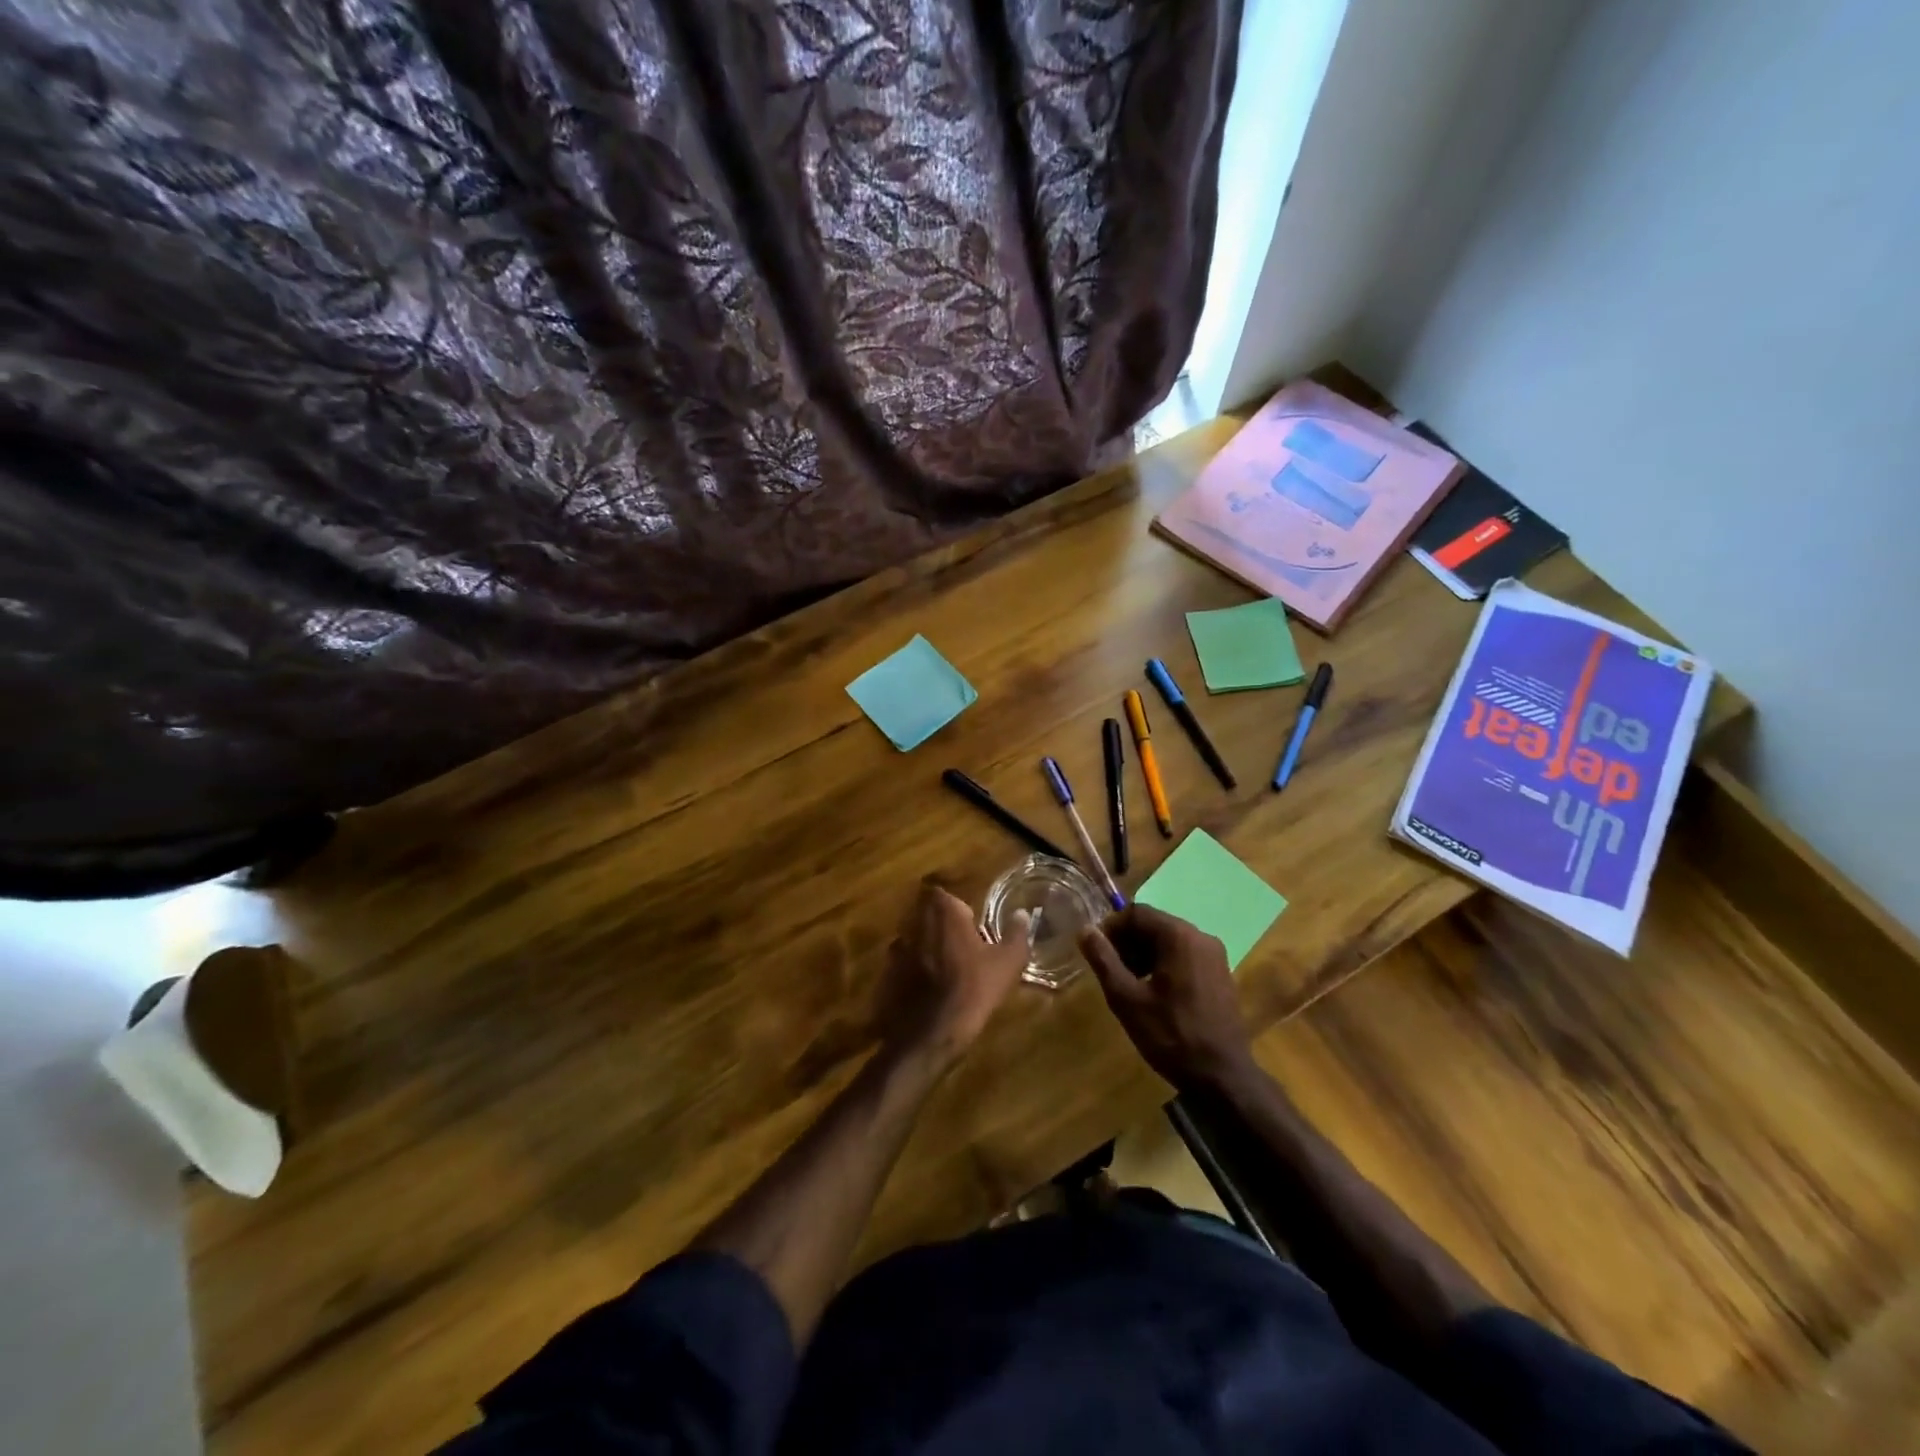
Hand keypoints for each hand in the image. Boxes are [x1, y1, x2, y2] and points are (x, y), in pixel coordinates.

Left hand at [876, 883, 1029, 1067]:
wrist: (927, 1033)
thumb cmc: (971, 990)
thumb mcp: (1006, 964)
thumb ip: (1016, 934)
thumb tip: (1022, 914)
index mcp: (943, 910)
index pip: (948, 896)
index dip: (960, 911)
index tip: (973, 929)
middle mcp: (914, 920)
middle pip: (929, 915)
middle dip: (943, 928)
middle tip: (963, 949)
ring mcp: (896, 945)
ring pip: (915, 938)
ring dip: (928, 948)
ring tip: (946, 971)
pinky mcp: (886, 970)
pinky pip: (903, 963)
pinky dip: (914, 971)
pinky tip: (928, 991)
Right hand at [1079, 905, 1257, 1094]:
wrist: (1222, 1077)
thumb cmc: (1171, 1036)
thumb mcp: (1127, 999)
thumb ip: (1104, 960)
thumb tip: (1085, 930)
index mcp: (1180, 936)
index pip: (1136, 912)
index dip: (1111, 928)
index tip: (1096, 952)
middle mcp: (1201, 937)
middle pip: (1154, 925)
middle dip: (1127, 942)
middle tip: (1109, 971)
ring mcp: (1215, 956)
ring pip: (1168, 941)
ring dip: (1143, 954)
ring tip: (1127, 984)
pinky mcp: (1220, 974)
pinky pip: (1184, 956)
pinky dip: (1163, 964)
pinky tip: (1152, 993)